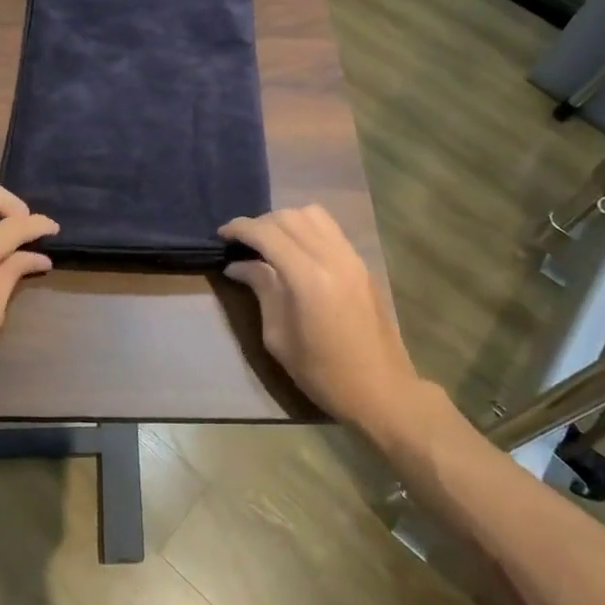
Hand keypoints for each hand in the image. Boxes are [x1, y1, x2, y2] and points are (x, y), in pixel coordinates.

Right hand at [219, 205, 420, 437]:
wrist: (381, 390)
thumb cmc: (324, 374)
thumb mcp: (279, 338)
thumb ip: (262, 290)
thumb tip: (238, 265)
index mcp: (308, 278)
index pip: (267, 234)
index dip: (240, 228)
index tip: (222, 234)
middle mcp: (332, 257)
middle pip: (289, 217)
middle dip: (260, 223)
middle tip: (242, 243)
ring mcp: (351, 257)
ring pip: (312, 214)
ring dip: (285, 220)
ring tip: (270, 242)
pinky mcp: (361, 263)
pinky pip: (330, 228)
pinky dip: (307, 227)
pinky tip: (296, 249)